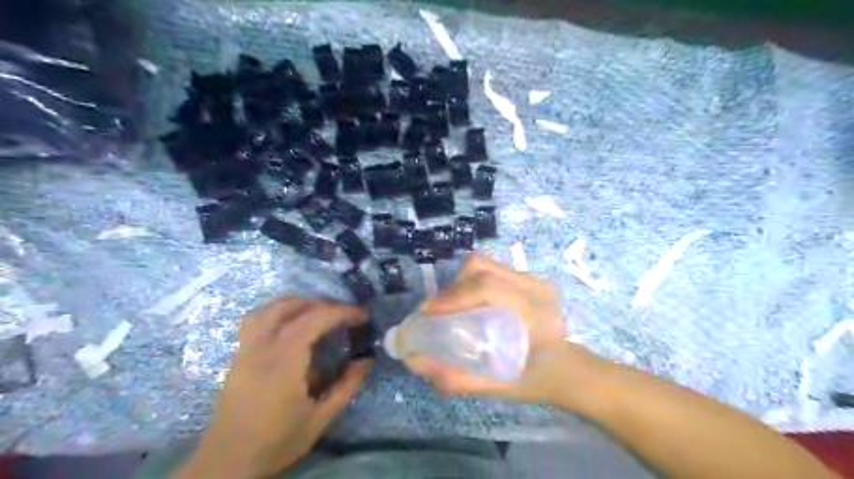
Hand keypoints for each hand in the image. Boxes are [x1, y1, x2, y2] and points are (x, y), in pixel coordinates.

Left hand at [176, 298, 370, 477]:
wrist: (225, 464)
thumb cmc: (275, 442)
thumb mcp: (319, 420)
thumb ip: (345, 387)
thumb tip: (366, 360)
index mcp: (284, 362)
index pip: (315, 320)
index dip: (341, 312)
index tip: (362, 316)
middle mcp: (262, 348)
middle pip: (292, 308)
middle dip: (323, 304)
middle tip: (344, 314)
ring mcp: (246, 349)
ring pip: (270, 308)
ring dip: (297, 303)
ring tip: (318, 311)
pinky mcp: (238, 355)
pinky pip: (256, 319)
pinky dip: (278, 311)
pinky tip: (290, 324)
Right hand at [406, 254, 606, 407]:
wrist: (570, 370)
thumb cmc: (538, 381)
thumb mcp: (499, 387)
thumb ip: (457, 378)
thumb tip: (415, 361)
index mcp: (536, 313)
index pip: (489, 288)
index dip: (453, 296)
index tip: (427, 313)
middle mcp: (537, 288)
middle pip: (482, 267)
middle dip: (452, 287)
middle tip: (436, 312)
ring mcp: (534, 279)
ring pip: (485, 264)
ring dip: (460, 282)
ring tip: (450, 307)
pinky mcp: (530, 278)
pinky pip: (492, 269)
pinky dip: (472, 282)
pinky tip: (468, 302)